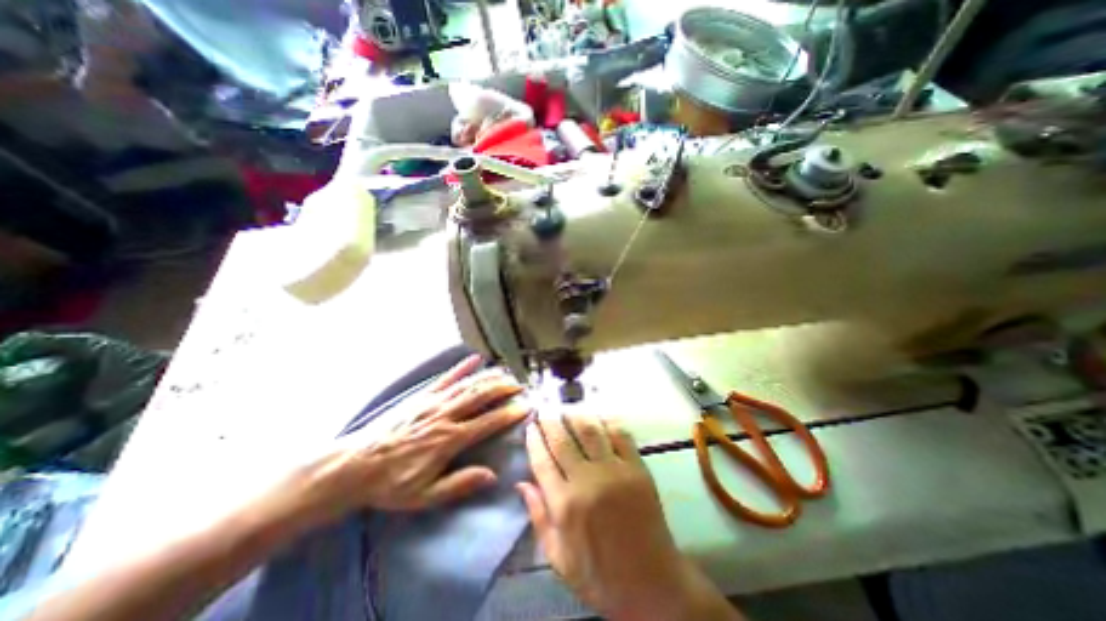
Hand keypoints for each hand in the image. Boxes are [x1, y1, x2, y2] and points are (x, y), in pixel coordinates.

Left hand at [298, 355, 531, 524]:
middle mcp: (444, 416)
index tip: (525, 407)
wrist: (353, 466)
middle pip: (480, 397)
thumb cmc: (391, 484)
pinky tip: (475, 358)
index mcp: (448, 440)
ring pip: (467, 385)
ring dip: (489, 377)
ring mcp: (433, 402)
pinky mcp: (422, 396)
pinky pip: (445, 378)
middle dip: (503, 389)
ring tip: (506, 373)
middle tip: (520, 385)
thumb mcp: (424, 495)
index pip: (487, 423)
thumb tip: (492, 475)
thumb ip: (459, 484)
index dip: (508, 414)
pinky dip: (461, 367)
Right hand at [519, 413, 742, 620]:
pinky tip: (599, 414)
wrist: (652, 584)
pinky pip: (620, 434)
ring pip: (589, 430)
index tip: (530, 426)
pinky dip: (607, 420)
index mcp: (565, 506)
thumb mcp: (559, 559)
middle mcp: (587, 482)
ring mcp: (614, 471)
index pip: (542, 461)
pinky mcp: (637, 467)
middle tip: (545, 410)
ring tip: (567, 409)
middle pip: (562, 440)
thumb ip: (539, 518)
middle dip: (550, 421)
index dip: (534, 439)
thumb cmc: (600, 576)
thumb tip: (521, 483)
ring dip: (575, 415)